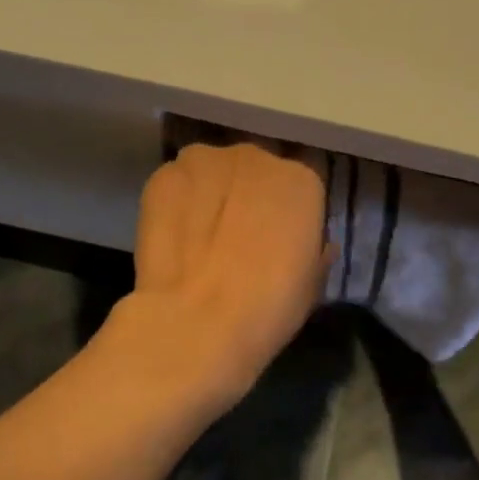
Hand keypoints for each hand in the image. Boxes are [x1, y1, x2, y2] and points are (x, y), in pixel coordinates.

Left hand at [122, 141, 328, 406]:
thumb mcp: (311, 284)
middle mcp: (256, 157)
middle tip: (236, 236)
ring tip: (199, 236)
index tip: (277, 238)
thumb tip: (315, 244)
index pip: (298, 185)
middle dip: (246, 195)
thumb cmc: (268, 307)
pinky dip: (176, 204)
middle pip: (253, 170)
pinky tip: (173, 237)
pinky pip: (175, 184)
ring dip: (209, 194)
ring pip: (211, 171)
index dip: (286, 212)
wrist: (197, 322)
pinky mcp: (163, 177)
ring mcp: (205, 161)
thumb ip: (314, 250)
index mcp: (301, 181)